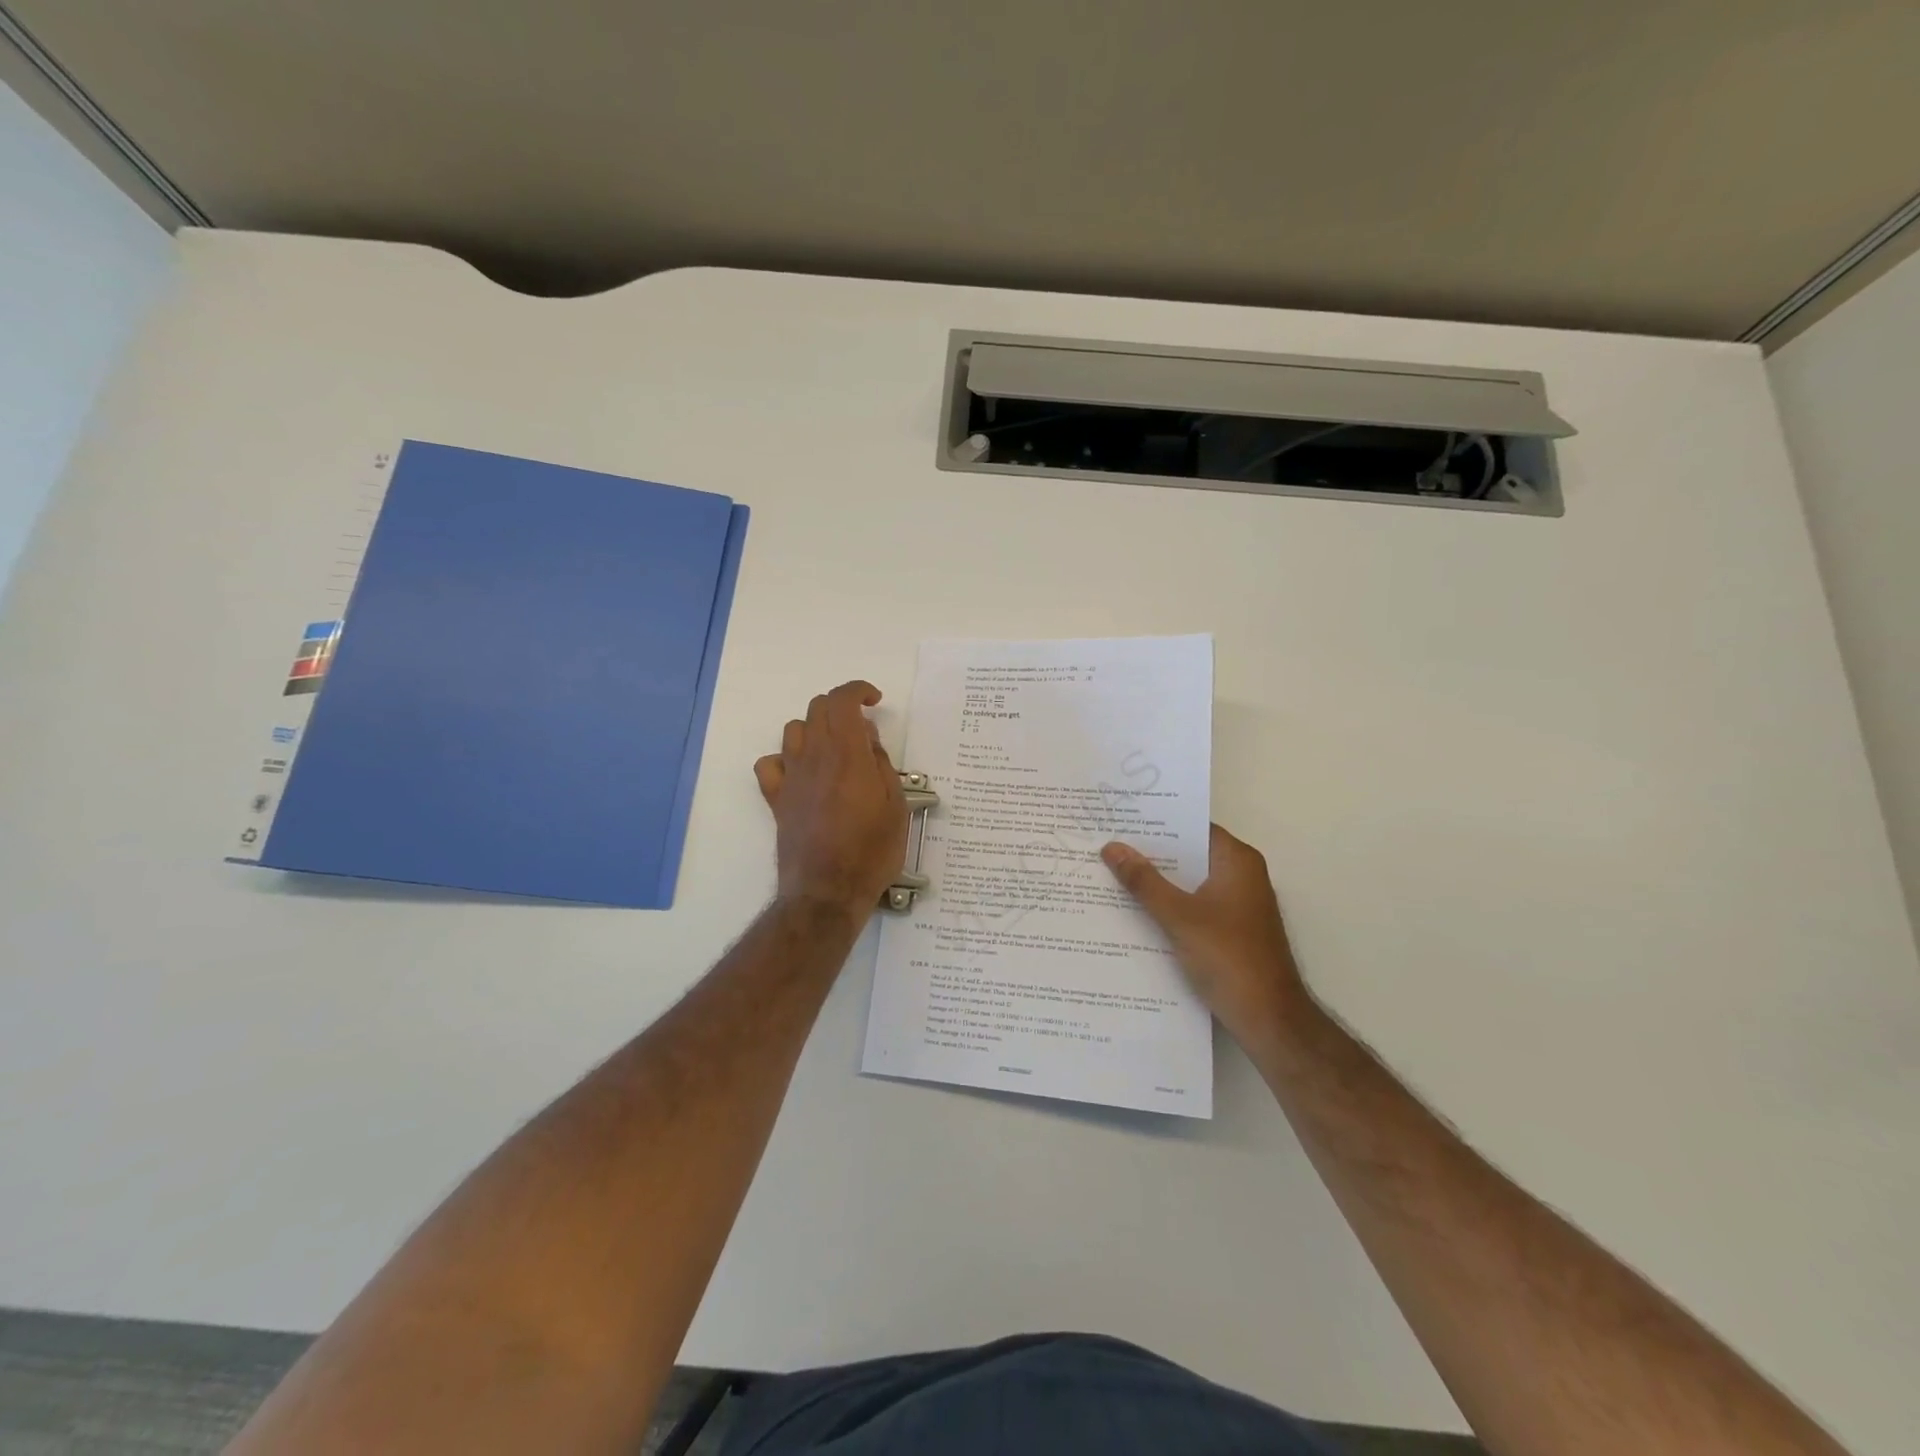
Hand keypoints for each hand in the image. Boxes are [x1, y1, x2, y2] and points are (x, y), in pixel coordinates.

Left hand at [755, 681, 907, 918]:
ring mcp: (791, 778)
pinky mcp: (777, 799)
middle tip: (863, 730)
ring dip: (817, 729)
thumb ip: (881, 765)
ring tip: (836, 750)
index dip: (858, 690)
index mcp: (847, 754)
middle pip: (817, 708)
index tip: (875, 701)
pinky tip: (803, 773)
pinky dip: (786, 759)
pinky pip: (771, 764)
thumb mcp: (896, 806)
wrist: (827, 891)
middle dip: (841, 707)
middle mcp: (814, 757)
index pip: (842, 700)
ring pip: (794, 730)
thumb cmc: (871, 851)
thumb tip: (867, 740)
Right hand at [1102, 824, 1308, 1053]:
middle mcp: (1241, 875)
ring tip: (1111, 872)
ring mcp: (1237, 904)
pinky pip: (1194, 904)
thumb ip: (1144, 881)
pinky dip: (1169, 904)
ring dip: (1157, 881)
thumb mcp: (1178, 916)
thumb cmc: (1228, 957)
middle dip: (1151, 852)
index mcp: (1236, 861)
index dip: (1157, 823)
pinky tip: (1135, 910)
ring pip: (1189, 882)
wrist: (1269, 1019)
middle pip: (1189, 854)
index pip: (1192, 827)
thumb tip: (1111, 847)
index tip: (1120, 818)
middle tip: (1106, 843)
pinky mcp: (1231, 929)